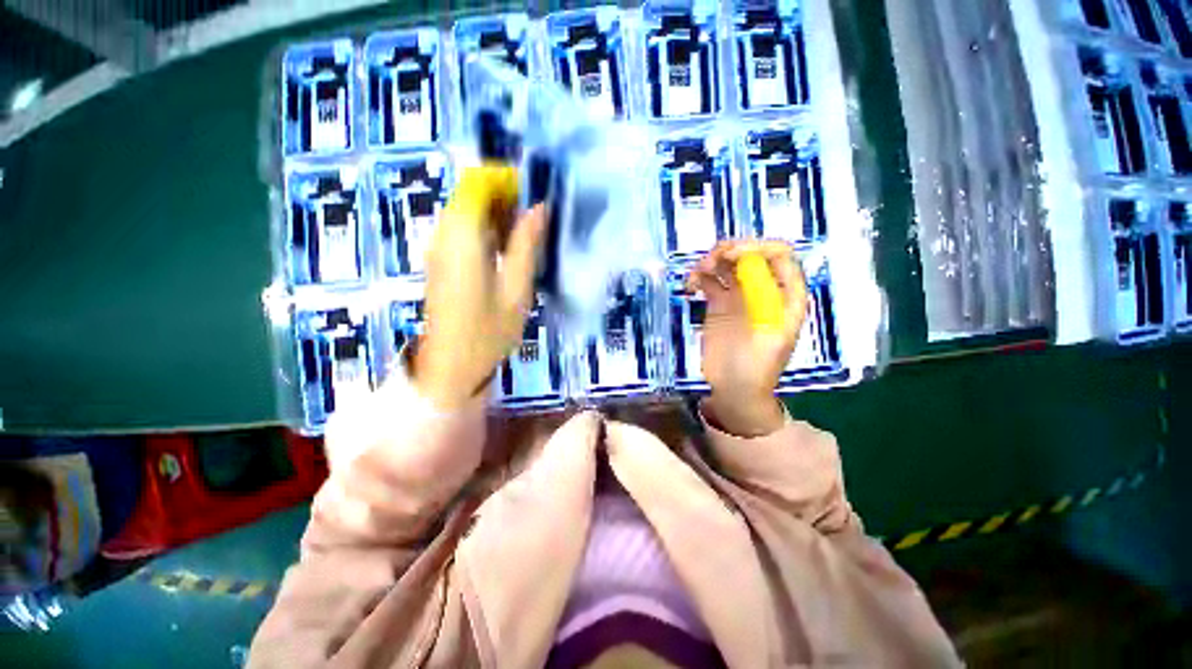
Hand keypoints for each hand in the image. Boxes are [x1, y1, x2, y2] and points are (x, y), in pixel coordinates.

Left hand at [415, 165, 545, 408]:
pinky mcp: (440, 262)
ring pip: (467, 212)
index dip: (506, 181)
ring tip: (527, 238)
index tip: (534, 196)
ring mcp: (438, 248)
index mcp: (461, 237)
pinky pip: (463, 231)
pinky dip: (487, 232)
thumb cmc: (488, 332)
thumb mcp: (516, 289)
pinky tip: (507, 253)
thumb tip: (538, 208)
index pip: (477, 182)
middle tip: (536, 222)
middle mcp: (443, 234)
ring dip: (498, 216)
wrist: (450, 368)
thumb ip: (525, 244)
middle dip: (505, 199)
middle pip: (471, 194)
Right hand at [685, 240, 807, 436]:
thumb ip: (762, 296)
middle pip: (751, 255)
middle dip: (730, 252)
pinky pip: (710, 281)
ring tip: (696, 272)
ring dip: (712, 261)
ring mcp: (740, 296)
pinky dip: (699, 277)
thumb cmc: (755, 366)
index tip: (732, 255)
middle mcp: (763, 291)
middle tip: (709, 261)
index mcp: (785, 296)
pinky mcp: (719, 305)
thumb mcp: (768, 331)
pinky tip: (690, 285)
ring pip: (728, 265)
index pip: (779, 255)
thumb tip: (746, 262)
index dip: (757, 247)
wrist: (733, 389)